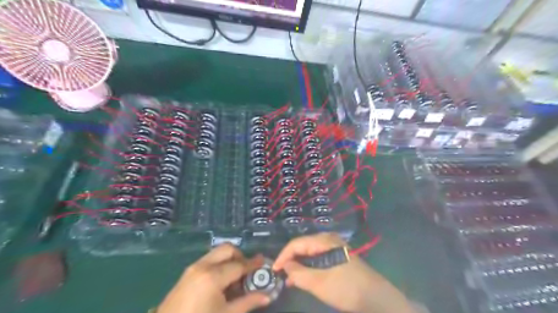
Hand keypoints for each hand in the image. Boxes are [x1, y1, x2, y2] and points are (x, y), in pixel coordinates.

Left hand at [157, 245, 270, 312]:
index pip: (239, 265)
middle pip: (227, 249)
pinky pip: (208, 260)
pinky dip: (219, 264)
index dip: (253, 264)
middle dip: (240, 256)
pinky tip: (221, 283)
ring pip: (217, 253)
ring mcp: (193, 268)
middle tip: (247, 272)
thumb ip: (248, 302)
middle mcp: (203, 266)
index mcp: (213, 276)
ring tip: (235, 279)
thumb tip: (267, 295)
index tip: (264, 262)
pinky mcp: (187, 273)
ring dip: (229, 260)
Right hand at [273, 233, 415, 312]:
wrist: (377, 298)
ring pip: (310, 253)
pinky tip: (304, 278)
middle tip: (281, 275)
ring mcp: (334, 248)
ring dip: (299, 265)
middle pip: (303, 246)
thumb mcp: (319, 282)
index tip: (274, 269)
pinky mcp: (338, 257)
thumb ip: (298, 273)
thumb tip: (285, 266)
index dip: (283, 256)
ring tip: (290, 280)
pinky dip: (309, 268)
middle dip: (291, 260)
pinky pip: (318, 259)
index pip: (296, 243)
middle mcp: (328, 240)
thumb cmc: (346, 288)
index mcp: (324, 241)